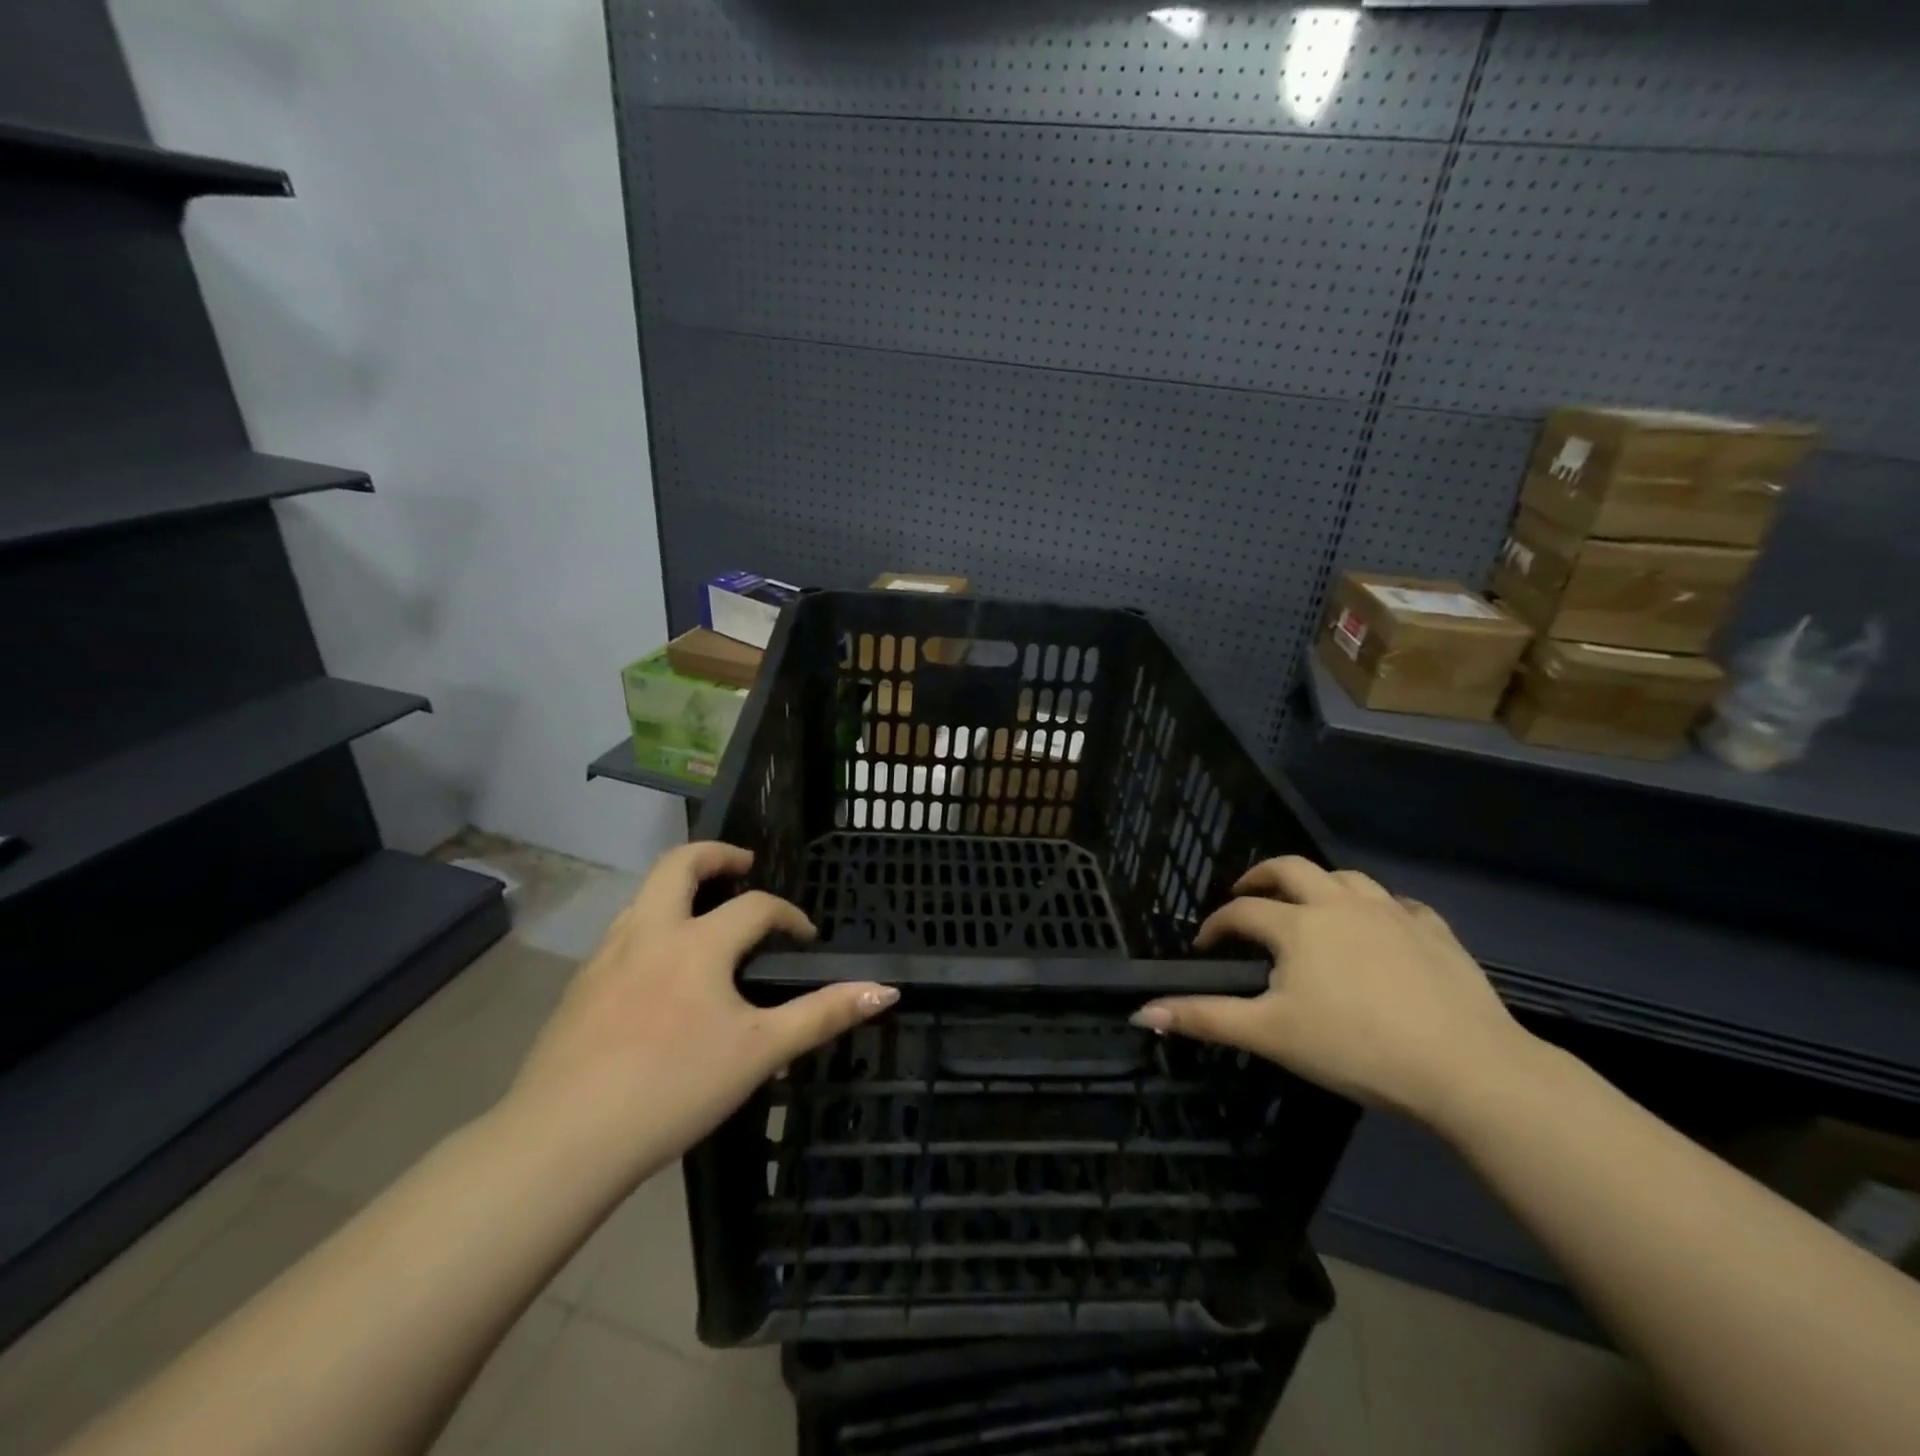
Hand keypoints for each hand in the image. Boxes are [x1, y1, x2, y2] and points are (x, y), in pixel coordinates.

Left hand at [502, 842, 896, 1182]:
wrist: (563, 1140)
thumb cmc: (674, 1087)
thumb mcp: (760, 1053)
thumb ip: (823, 1015)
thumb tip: (885, 990)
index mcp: (697, 942)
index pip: (755, 907)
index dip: (788, 915)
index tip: (806, 937)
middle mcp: (648, 932)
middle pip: (679, 864)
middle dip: (716, 855)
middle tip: (743, 865)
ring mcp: (606, 957)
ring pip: (643, 896)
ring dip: (678, 889)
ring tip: (704, 914)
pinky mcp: (578, 987)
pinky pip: (622, 934)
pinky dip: (650, 926)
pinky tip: (659, 971)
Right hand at [1132, 856, 1533, 1126]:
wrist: (1466, 1068)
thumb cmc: (1356, 1048)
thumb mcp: (1270, 1035)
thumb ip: (1205, 1018)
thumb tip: (1140, 1013)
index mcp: (1297, 925)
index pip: (1242, 911)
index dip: (1217, 923)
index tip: (1205, 944)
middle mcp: (1340, 904)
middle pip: (1291, 869)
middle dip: (1262, 877)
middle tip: (1247, 893)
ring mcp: (1392, 913)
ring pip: (1346, 877)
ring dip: (1318, 884)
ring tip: (1309, 904)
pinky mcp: (1435, 932)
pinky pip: (1400, 904)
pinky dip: (1378, 907)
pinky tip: (1379, 926)